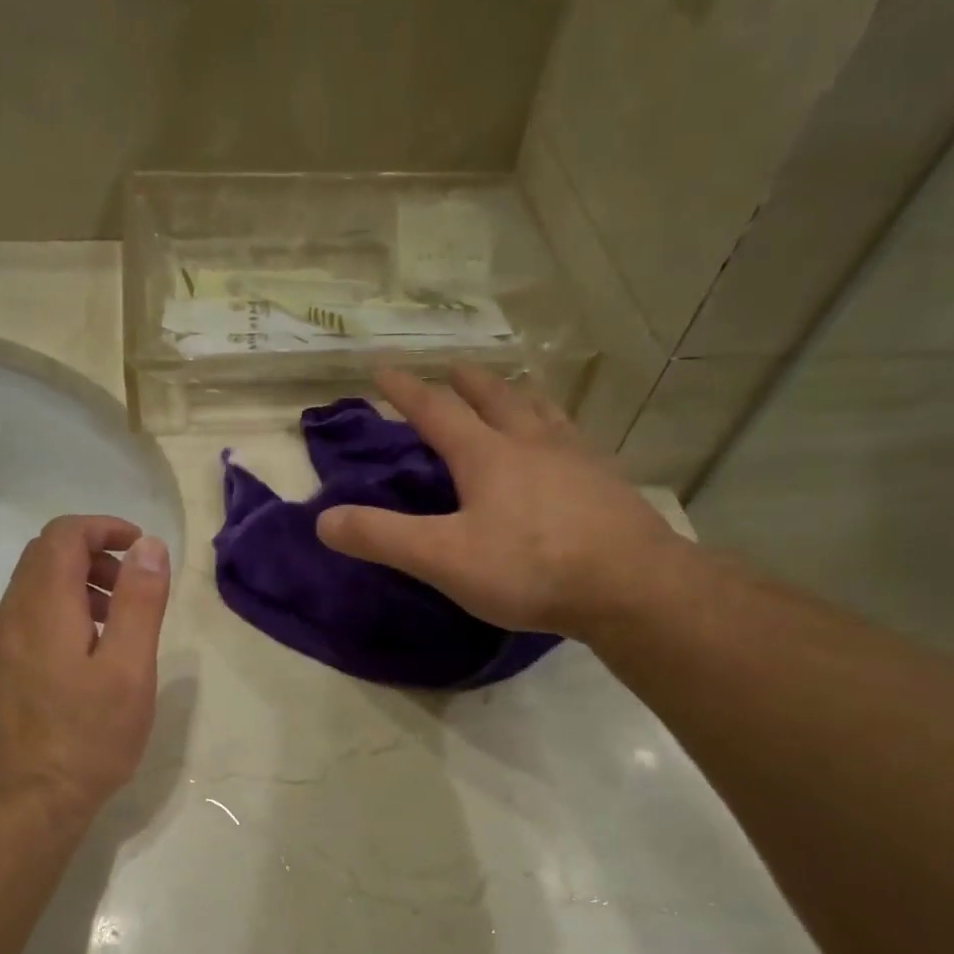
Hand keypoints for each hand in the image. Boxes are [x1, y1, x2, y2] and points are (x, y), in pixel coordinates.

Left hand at [0, 516, 171, 830]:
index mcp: (42, 607)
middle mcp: (8, 618)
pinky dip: (56, 618)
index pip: (63, 535)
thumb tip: (148, 546)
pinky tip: (82, 663)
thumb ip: (139, 601)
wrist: (21, 810)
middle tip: (133, 589)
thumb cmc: (86, 738)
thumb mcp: (129, 668)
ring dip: (75, 588)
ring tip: (114, 627)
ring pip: (31, 592)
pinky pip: (22, 625)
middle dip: (93, 556)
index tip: (140, 548)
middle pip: (43, 558)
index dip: (104, 528)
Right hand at [316, 366, 687, 640]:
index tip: (383, 369)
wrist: (630, 585)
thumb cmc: (529, 568)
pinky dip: (558, 428)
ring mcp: (576, 458)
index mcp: (487, 454)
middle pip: (495, 398)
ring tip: (513, 390)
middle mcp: (531, 442)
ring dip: (518, 395)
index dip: (406, 390)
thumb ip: (383, 537)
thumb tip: (323, 520)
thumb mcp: (443, 558)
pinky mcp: (607, 482)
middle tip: (454, 368)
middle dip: (468, 382)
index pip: (437, 411)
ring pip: (541, 411)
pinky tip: (566, 444)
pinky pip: (575, 439)